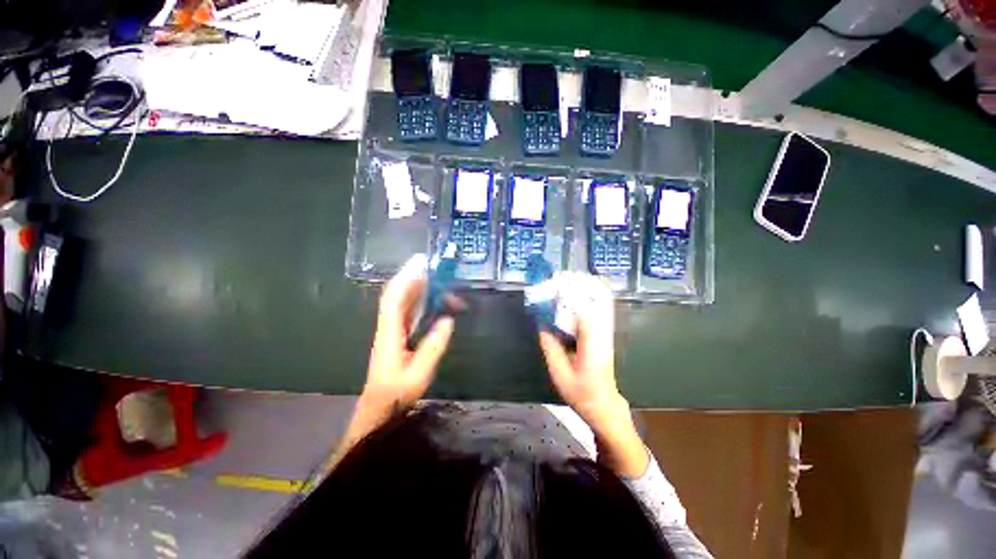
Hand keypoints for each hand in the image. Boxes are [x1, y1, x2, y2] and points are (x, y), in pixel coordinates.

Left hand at [325, 256, 455, 473]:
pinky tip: (435, 302)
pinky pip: (409, 311)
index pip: (394, 298)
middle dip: (416, 278)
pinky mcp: (398, 336)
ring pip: (404, 302)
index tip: (422, 263)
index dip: (407, 278)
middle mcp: (388, 327)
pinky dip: (422, 302)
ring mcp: (392, 331)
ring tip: (443, 285)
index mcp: (389, 334)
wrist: (377, 411)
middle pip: (398, 295)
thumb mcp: (419, 375)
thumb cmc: (395, 396)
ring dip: (421, 290)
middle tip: (439, 271)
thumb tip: (448, 320)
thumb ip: (433, 347)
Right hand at [537, 273, 647, 476]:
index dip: (572, 293)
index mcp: (593, 344)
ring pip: (604, 298)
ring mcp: (608, 330)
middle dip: (582, 282)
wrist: (603, 404)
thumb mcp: (558, 372)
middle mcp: (604, 332)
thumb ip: (549, 344)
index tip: (555, 284)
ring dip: (587, 284)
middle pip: (601, 297)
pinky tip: (577, 291)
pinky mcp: (606, 331)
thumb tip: (541, 321)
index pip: (586, 309)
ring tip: (568, 279)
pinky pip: (601, 305)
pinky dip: (590, 293)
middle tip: (562, 276)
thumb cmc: (581, 393)